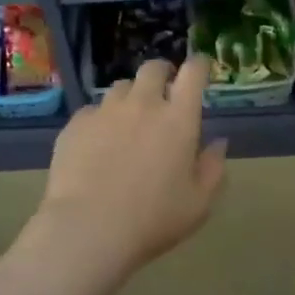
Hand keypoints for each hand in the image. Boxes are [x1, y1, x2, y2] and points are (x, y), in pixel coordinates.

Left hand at [36, 57, 227, 278]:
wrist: (88, 228)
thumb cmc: (153, 219)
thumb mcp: (198, 203)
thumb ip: (213, 168)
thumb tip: (218, 143)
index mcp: (178, 118)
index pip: (193, 73)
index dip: (198, 65)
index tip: (200, 69)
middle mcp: (143, 104)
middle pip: (153, 69)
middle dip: (162, 74)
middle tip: (163, 93)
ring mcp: (106, 111)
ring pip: (121, 87)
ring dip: (131, 97)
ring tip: (129, 120)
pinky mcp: (76, 124)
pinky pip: (93, 111)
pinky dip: (101, 120)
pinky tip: (98, 144)